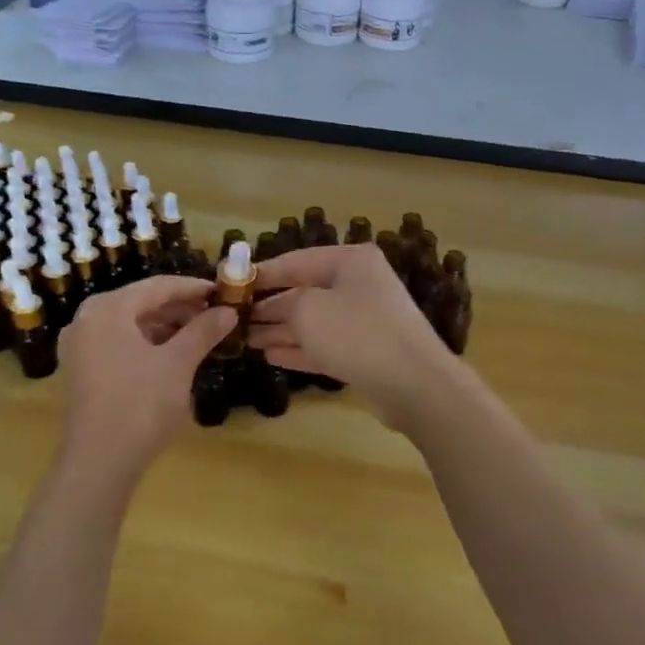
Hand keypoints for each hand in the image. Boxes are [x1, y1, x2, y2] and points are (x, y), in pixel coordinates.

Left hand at [56, 276, 234, 473]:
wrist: (99, 461)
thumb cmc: (141, 404)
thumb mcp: (178, 363)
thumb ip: (203, 331)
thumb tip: (229, 311)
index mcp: (108, 308)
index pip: (158, 286)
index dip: (194, 288)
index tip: (223, 292)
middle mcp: (87, 318)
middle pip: (142, 302)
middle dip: (180, 308)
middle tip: (216, 315)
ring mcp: (80, 345)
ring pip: (130, 324)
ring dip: (165, 326)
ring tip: (200, 334)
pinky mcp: (81, 369)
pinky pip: (119, 343)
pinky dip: (147, 343)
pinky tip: (173, 354)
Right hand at [250, 244, 454, 428]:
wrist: (413, 383)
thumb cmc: (356, 333)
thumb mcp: (307, 310)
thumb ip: (282, 304)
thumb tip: (270, 308)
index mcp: (350, 261)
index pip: (296, 261)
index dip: (262, 273)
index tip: (232, 285)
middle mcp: (358, 285)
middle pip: (304, 292)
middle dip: (269, 307)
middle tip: (234, 318)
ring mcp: (364, 320)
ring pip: (313, 322)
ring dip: (279, 330)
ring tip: (244, 339)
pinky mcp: (366, 353)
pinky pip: (325, 346)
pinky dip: (299, 349)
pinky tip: (270, 355)